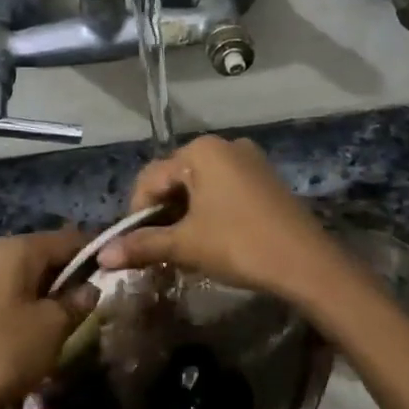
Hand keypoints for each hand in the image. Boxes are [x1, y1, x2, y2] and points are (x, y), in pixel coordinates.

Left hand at [0, 228, 94, 408]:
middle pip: (48, 255)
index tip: (118, 274)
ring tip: (75, 319)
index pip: (69, 238)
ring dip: (53, 294)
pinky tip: (44, 331)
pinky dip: (32, 307)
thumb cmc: (6, 352)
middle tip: (98, 302)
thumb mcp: (53, 326)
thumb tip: (92, 288)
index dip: (96, 253)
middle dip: (74, 275)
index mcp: (18, 249)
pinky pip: (13, 296)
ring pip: (30, 277)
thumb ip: (78, 301)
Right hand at [95, 137, 353, 306]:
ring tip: (183, 248)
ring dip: (185, 215)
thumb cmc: (239, 244)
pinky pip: (224, 190)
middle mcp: (224, 145)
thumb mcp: (186, 245)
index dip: (137, 213)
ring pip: (200, 186)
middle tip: (158, 249)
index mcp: (201, 151)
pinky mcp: (265, 179)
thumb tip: (102, 255)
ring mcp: (249, 160)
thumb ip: (143, 244)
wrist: (306, 262)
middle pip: (176, 178)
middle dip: (162, 214)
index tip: (134, 246)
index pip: (151, 178)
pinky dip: (209, 211)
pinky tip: (212, 239)